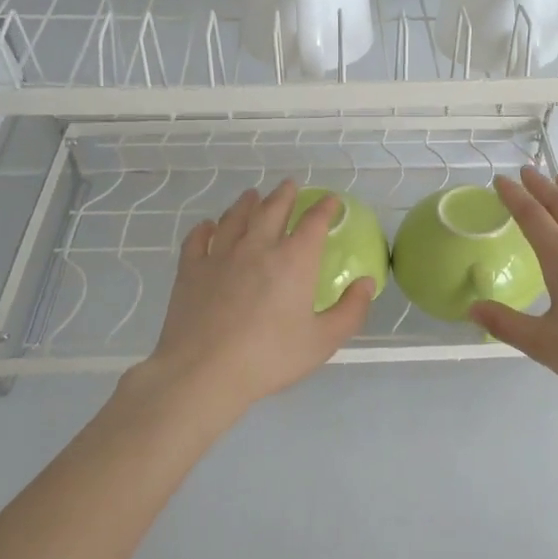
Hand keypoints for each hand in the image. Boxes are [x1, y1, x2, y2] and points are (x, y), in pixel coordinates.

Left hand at [142, 179, 373, 416]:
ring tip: (252, 195)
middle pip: (272, 209)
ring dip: (246, 203)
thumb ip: (351, 310)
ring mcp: (220, 255)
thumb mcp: (323, 341)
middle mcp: (258, 247)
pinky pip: (198, 239)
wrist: (204, 372)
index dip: (325, 208)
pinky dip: (205, 228)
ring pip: (235, 218)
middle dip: (285, 195)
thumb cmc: (270, 358)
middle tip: (290, 185)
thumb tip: (366, 283)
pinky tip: (208, 226)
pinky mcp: (191, 270)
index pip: (314, 222)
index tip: (331, 200)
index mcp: (294, 260)